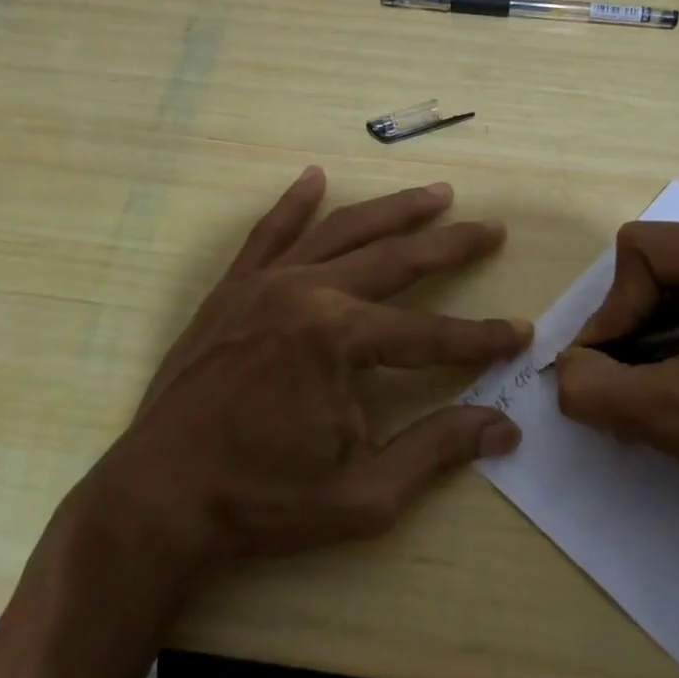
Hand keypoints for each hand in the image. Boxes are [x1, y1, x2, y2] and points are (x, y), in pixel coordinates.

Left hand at [74, 167, 531, 569]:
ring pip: (342, 231)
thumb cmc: (263, 500)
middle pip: (396, 259)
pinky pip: (269, 233)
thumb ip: (437, 449)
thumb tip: (505, 427)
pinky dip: (294, 203)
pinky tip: (315, 176)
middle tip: (491, 227)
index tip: (520, 334)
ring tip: (435, 193)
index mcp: (340, 339)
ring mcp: (265, 284)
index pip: (431, 333)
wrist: (158, 498)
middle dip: (451, 244)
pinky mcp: (232, 290)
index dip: (481, 338)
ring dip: (393, 210)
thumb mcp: (365, 493)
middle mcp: (307, 293)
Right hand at [555, 222, 678, 525]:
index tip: (611, 371)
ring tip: (647, 407)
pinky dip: (666, 361)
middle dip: (629, 335)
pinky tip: (672, 405)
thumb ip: (599, 389)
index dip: (614, 310)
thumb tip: (562, 374)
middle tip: (624, 394)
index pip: (642, 252)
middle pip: (652, 274)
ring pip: (665, 301)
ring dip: (644, 353)